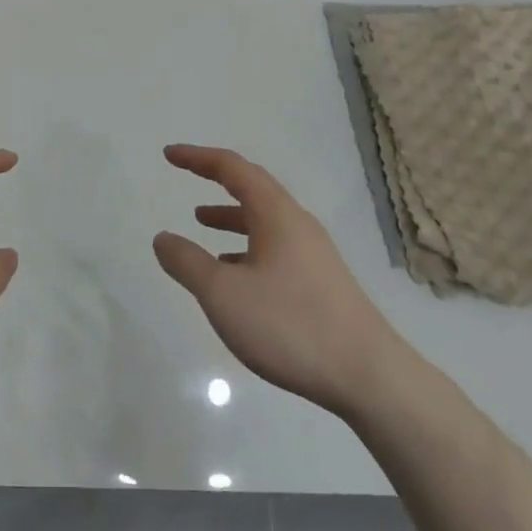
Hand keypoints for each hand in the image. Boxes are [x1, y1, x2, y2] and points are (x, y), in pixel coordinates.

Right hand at [154, 144, 402, 418]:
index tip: (169, 154)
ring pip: (265, 219)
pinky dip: (247, 245)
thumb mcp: (223, 295)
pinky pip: (275, 246)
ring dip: (231, 214)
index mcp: (276, 214)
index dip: (197, 157)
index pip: (232, 168)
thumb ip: (188, 263)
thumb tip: (163, 238)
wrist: (369, 376)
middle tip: (186, 174)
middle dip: (216, 178)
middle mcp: (297, 223)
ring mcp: (313, 253)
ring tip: (201, 222)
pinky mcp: (321, 281)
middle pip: (253, 187)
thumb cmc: (290, 325)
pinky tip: (234, 274)